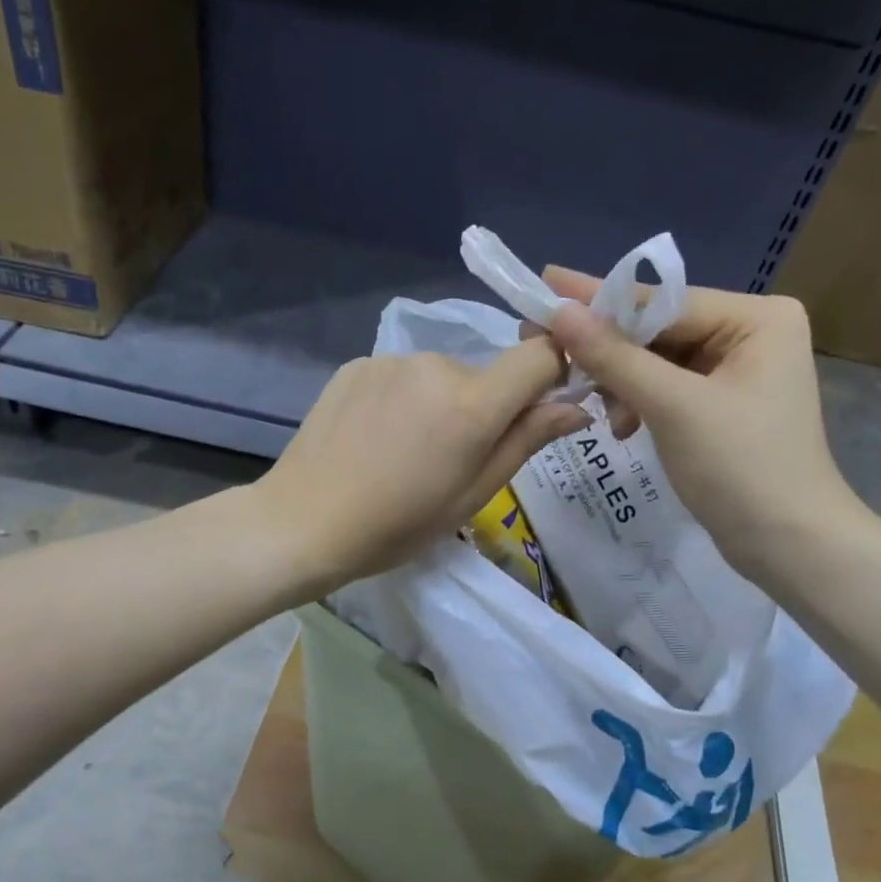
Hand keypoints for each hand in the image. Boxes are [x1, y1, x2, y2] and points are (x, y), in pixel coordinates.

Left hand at [251, 339, 589, 594]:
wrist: (304, 522)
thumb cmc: (396, 525)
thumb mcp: (471, 496)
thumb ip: (526, 442)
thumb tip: (576, 406)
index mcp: (471, 404)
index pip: (539, 355)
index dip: (549, 376)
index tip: (535, 410)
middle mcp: (434, 365)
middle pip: (484, 375)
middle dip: (480, 409)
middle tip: (448, 460)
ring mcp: (390, 361)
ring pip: (439, 376)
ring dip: (437, 404)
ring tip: (403, 453)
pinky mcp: (355, 365)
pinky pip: (399, 377)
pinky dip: (400, 400)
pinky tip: (373, 439)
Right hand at [542, 266, 866, 576]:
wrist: (787, 544)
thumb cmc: (740, 467)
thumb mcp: (673, 407)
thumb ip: (615, 357)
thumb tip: (560, 312)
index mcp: (757, 318)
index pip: (663, 302)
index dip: (600, 300)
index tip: (546, 283)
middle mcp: (751, 333)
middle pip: (659, 330)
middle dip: (610, 353)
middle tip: (549, 351)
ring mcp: (737, 371)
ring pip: (657, 362)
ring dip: (622, 385)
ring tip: (603, 415)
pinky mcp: (722, 405)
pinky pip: (667, 389)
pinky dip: (640, 404)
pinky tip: (623, 427)